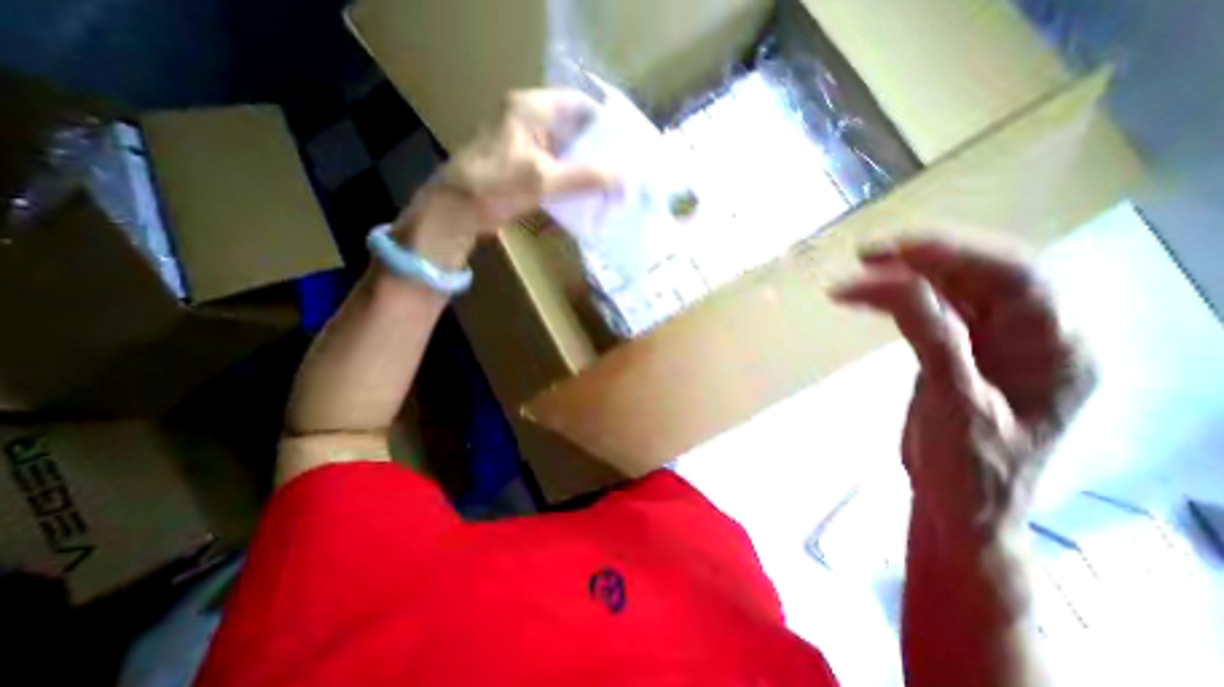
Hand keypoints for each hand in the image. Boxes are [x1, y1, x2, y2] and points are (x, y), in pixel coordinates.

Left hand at [396, 89, 615, 264]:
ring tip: (611, 183)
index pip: (578, 105)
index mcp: (530, 109)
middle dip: (598, 150)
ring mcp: (524, 144)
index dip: (605, 123)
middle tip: (623, 169)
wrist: (457, 212)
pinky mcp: (522, 166)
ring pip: (565, 151)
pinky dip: (571, 180)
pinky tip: (586, 195)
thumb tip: (624, 178)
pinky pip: (555, 168)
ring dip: (585, 167)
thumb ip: (585, 177)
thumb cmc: (495, 186)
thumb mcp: (543, 180)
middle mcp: (528, 120)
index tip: (626, 146)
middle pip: (573, 129)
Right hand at [831, 240, 1090, 543]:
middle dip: (924, 258)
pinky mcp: (962, 350)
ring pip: (955, 289)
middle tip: (866, 255)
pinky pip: (934, 311)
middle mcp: (1035, 336)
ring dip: (905, 276)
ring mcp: (996, 343)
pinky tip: (870, 297)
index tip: (890, 253)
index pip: (1014, 277)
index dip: (953, 254)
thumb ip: (934, 342)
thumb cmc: (968, 468)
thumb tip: (899, 289)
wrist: (959, 504)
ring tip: (857, 274)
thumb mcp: (953, 406)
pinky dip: (898, 299)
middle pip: (985, 274)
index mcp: (1056, 350)